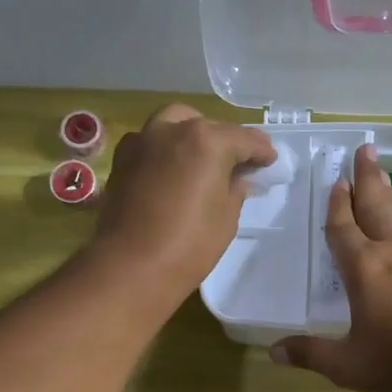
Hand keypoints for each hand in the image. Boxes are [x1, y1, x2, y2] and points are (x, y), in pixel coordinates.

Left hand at [90, 104, 278, 307]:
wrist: (130, 267)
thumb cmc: (188, 246)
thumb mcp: (226, 219)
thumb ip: (235, 190)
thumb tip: (236, 179)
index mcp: (206, 141)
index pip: (243, 139)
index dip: (261, 151)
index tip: (270, 161)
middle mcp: (172, 130)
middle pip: (206, 126)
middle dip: (225, 140)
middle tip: (237, 163)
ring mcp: (142, 142)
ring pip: (173, 124)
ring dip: (191, 135)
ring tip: (202, 160)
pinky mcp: (122, 160)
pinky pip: (150, 143)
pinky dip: (165, 149)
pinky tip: (172, 170)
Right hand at [270, 145, 391, 391]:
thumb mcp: (348, 365)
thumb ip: (311, 353)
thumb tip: (274, 351)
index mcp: (364, 269)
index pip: (343, 228)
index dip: (336, 205)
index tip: (336, 180)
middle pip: (376, 207)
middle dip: (367, 178)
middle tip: (365, 149)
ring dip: (385, 197)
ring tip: (379, 180)